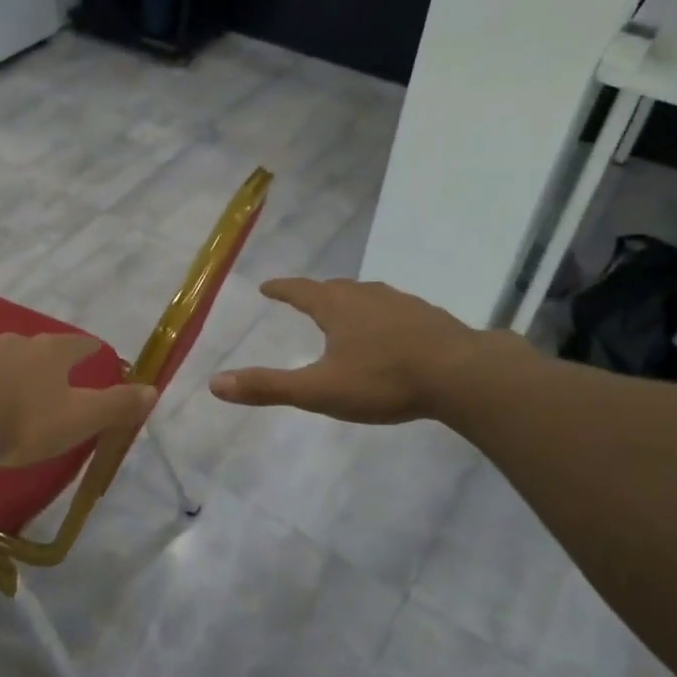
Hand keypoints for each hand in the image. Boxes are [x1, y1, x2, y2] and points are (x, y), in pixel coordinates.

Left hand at [0, 333, 156, 467]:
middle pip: (37, 348)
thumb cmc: (26, 421)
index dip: (90, 350)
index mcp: (50, 351)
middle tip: (53, 382)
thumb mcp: (81, 418)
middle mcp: (13, 344)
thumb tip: (152, 389)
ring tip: (12, 396)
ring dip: (8, 374)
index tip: (97, 356)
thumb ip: (117, 404)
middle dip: (46, 362)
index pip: (79, 344)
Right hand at [210, 278, 528, 423]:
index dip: (281, 289)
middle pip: (334, 288)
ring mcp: (402, 303)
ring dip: (349, 301)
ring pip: (367, 296)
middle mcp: (367, 296)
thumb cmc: (384, 380)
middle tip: (303, 298)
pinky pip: (394, 309)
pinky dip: (380, 315)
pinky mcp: (429, 317)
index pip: (300, 290)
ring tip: (343, 312)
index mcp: (337, 307)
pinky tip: (389, 331)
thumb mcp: (319, 390)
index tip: (267, 286)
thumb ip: (268, 387)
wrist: (462, 374)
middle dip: (315, 293)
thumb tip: (214, 383)